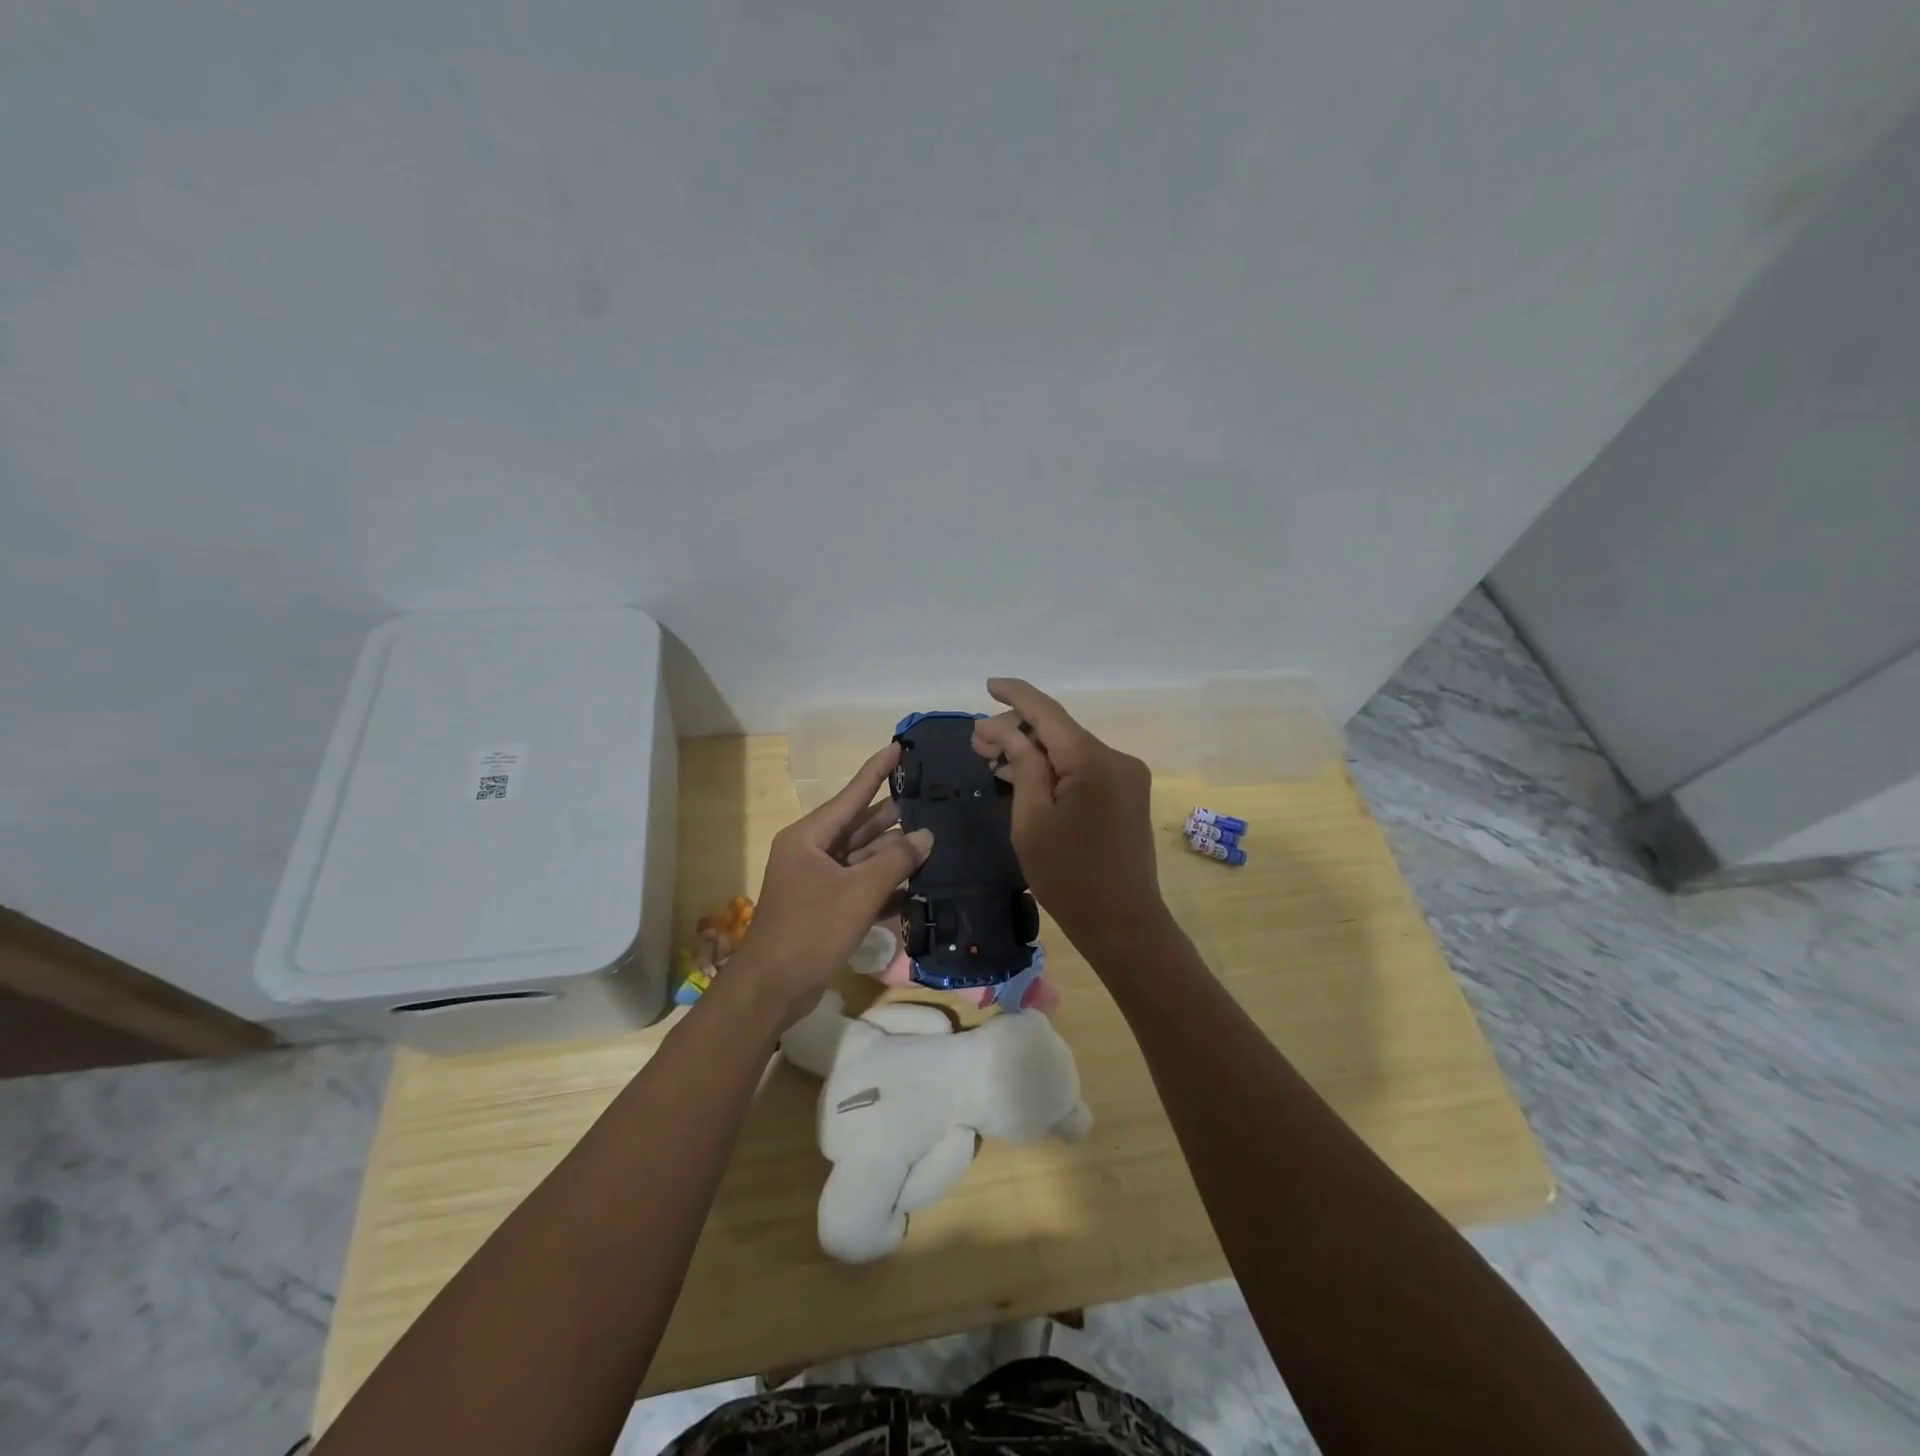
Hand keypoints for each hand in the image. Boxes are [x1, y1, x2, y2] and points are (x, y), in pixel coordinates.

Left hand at [729, 743, 932, 1027]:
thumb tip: (926, 835)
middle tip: (930, 798)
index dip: (876, 770)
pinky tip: (916, 881)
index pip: (852, 794)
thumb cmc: (812, 930)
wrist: (772, 989)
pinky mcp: (824, 906)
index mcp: (810, 837)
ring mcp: (817, 880)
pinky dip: (883, 882)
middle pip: (859, 825)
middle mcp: (811, 851)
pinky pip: (859, 883)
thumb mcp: (859, 892)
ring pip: (862, 856)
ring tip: (933, 837)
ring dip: (893, 852)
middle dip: (894, 816)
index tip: (899, 747)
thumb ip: (896, 860)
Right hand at [970, 678, 1168, 953]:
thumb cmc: (1069, 876)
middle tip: (976, 745)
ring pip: (1070, 749)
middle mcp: (1116, 758)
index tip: (989, 684)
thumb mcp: (1032, 820)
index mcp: (1092, 761)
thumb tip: (1005, 730)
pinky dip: (1054, 769)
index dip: (1016, 695)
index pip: (1047, 713)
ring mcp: (1126, 777)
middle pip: (1058, 730)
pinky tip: (1024, 776)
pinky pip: (1084, 768)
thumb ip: (1022, 765)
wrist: (1124, 923)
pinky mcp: (1128, 795)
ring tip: (993, 760)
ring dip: (1033, 751)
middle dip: (1016, 731)